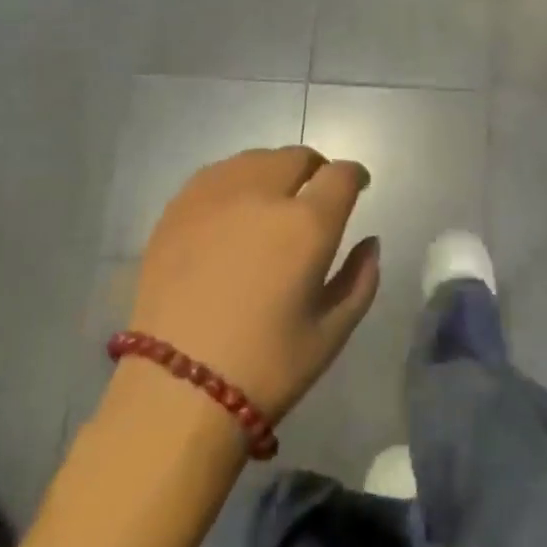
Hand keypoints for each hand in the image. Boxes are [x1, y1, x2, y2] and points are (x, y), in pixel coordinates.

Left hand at [124, 147, 379, 423]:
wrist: (176, 389)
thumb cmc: (266, 367)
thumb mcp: (332, 332)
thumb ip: (360, 278)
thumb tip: (369, 242)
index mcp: (306, 224)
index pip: (340, 174)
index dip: (354, 175)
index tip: (357, 186)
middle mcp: (262, 195)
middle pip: (297, 157)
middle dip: (315, 169)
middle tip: (315, 194)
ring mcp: (214, 196)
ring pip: (255, 159)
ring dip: (274, 171)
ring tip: (272, 197)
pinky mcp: (178, 208)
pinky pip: (216, 174)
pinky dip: (235, 180)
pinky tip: (232, 207)